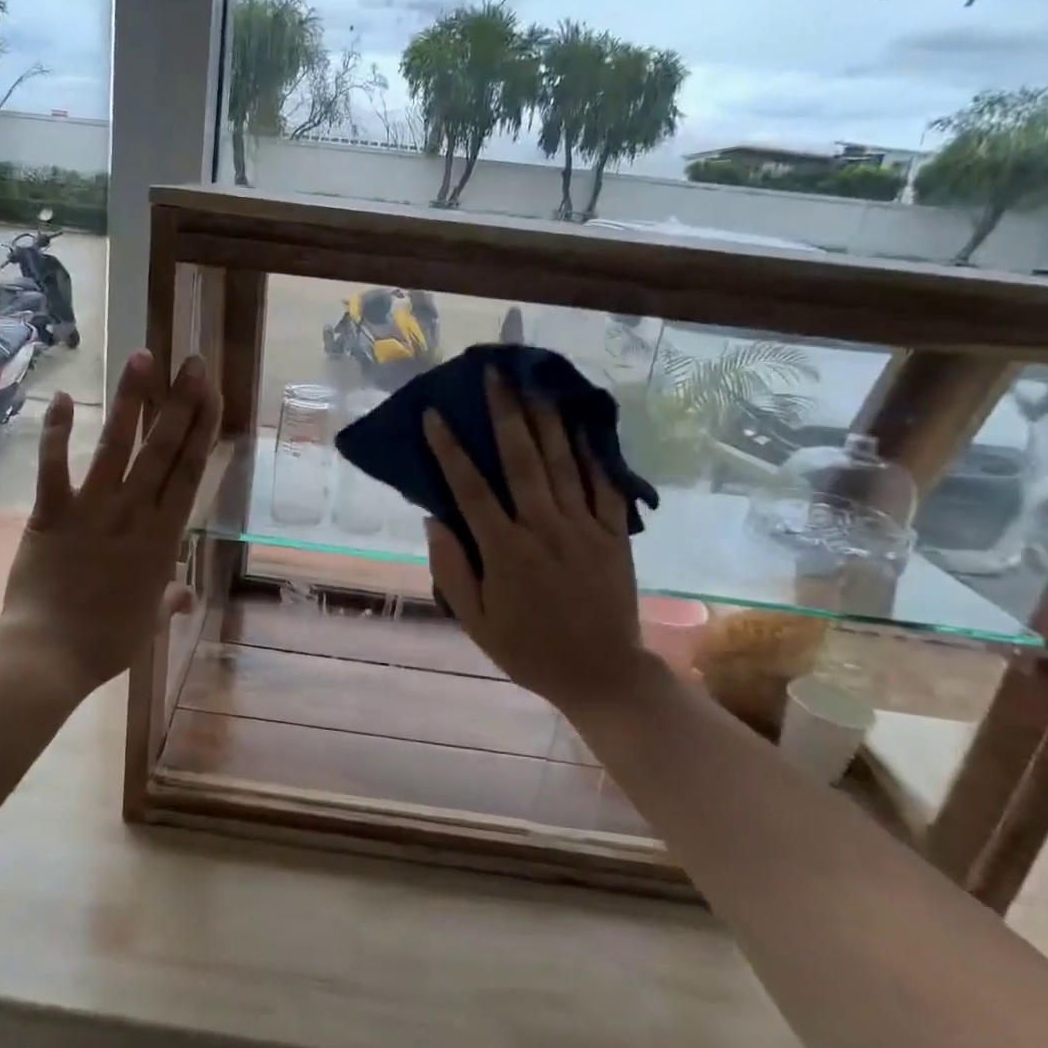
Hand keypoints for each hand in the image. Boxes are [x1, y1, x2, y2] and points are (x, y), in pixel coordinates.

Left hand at [0, 349, 220, 696]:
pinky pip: (54, 467)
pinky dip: (56, 432)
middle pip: (163, 448)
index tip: (213, 395)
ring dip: (131, 401)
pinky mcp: (51, 513)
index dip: (204, 429)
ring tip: (142, 358)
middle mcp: (134, 513)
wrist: (48, 656)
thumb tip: (184, 596)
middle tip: (191, 363)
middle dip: (180, 402)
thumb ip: (168, 600)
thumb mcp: (149, 621)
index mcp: (164, 538)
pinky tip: (59, 397)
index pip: (190, 472)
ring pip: (117, 446)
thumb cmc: (107, 642)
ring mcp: (92, 509)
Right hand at [422, 368, 663, 717]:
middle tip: (494, 373)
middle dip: (505, 412)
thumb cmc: (528, 649)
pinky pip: (604, 485)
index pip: (470, 490)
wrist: (602, 674)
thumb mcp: (474, 621)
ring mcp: (584, 528)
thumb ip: (451, 569)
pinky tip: (581, 423)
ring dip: (546, 419)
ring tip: (534, 381)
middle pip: (522, 460)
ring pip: (563, 463)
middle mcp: (544, 529)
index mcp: (505, 551)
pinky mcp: (613, 534)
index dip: (449, 449)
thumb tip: (434, 518)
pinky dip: (593, 451)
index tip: (434, 414)